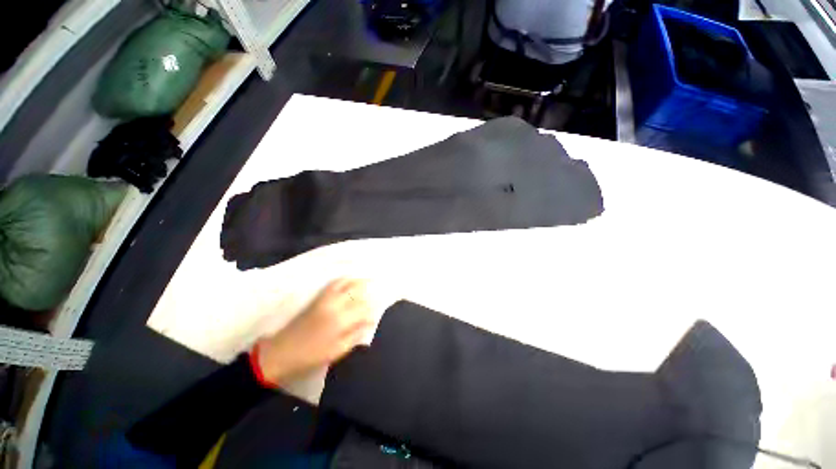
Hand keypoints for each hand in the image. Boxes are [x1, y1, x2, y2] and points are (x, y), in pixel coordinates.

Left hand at [256, 279, 373, 384]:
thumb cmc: (311, 356)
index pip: (364, 306)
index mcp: (341, 320)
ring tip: (367, 279)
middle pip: (356, 290)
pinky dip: (344, 279)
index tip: (380, 304)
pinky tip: (350, 280)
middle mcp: (335, 305)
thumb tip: (370, 321)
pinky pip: (334, 284)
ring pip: (346, 283)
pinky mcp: (317, 298)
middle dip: (369, 286)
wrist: (281, 352)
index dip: (373, 305)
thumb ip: (356, 334)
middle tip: (379, 284)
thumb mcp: (337, 351)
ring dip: (358, 280)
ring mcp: (325, 299)